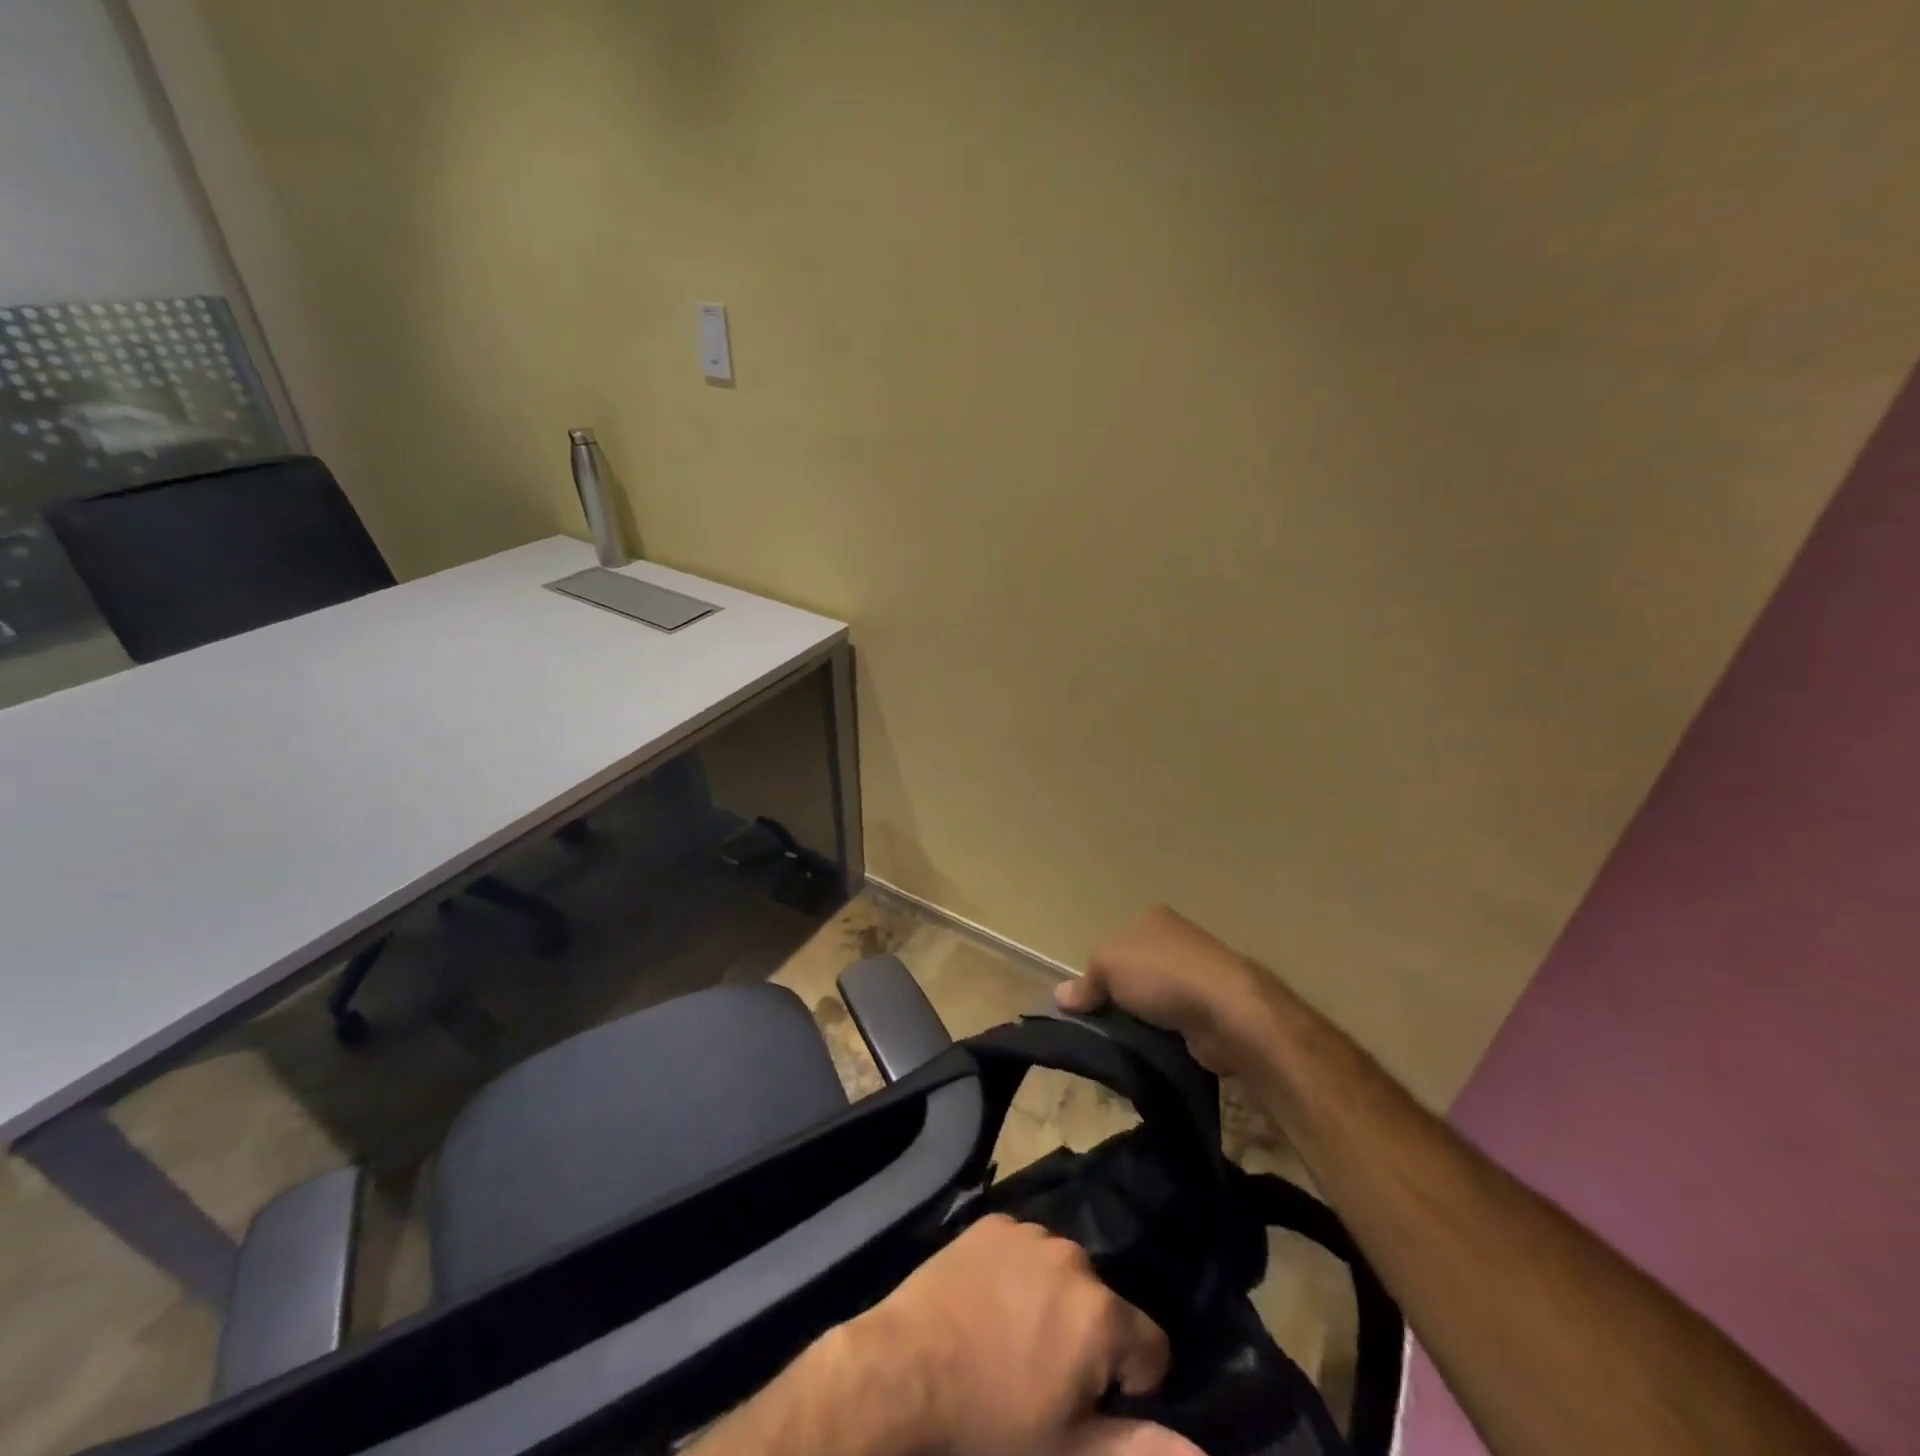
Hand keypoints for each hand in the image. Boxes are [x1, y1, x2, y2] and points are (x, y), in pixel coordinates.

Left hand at [841, 1214, 1181, 1455]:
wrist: (907, 1368)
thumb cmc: (992, 1419)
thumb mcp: (1071, 1451)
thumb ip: (1143, 1449)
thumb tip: (1205, 1454)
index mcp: (1101, 1313)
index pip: (1152, 1345)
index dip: (1131, 1382)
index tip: (1091, 1404)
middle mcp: (1073, 1257)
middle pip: (1103, 1304)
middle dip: (1087, 1338)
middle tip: (1043, 1375)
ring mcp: (1029, 1231)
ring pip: (1063, 1272)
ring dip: (1054, 1301)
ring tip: (1013, 1338)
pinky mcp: (993, 1220)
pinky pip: (1024, 1247)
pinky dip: (1019, 1272)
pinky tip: (989, 1302)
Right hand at [1056, 904, 1290, 1078]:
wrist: (1230, 1012)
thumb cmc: (1164, 975)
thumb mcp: (1108, 967)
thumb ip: (1084, 982)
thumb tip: (1061, 997)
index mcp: (1153, 918)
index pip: (1116, 943)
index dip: (1100, 971)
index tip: (1089, 1000)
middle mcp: (1178, 939)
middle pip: (1136, 971)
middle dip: (1121, 998)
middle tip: (1102, 1025)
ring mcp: (1200, 973)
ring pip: (1156, 999)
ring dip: (1143, 1020)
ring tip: (1125, 1043)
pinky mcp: (1214, 1008)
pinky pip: (1177, 1022)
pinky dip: (1165, 1036)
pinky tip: (1153, 1050)